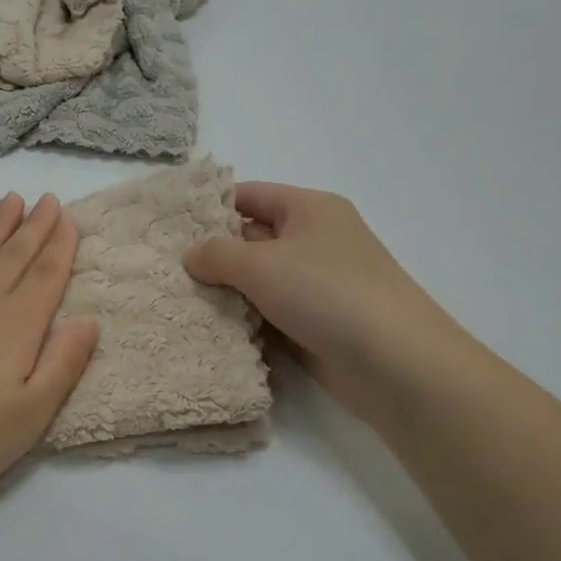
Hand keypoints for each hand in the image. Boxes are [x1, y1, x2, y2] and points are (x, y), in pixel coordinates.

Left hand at [0, 192, 99, 511]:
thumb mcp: (28, 416)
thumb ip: (62, 364)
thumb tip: (89, 321)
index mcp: (15, 326)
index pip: (45, 276)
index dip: (61, 245)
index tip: (69, 216)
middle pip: (12, 256)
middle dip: (33, 226)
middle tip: (47, 198)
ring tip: (9, 201)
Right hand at [184, 182, 462, 411]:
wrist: (396, 364)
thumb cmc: (327, 294)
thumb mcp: (261, 264)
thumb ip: (217, 254)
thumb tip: (190, 255)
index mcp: (309, 209)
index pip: (249, 195)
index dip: (210, 207)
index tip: (169, 226)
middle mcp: (314, 241)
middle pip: (251, 237)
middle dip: (212, 253)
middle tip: (164, 268)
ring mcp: (317, 285)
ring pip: (258, 280)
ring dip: (226, 291)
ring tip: (177, 299)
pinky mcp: (316, 323)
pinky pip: (269, 313)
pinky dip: (244, 319)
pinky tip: (209, 328)